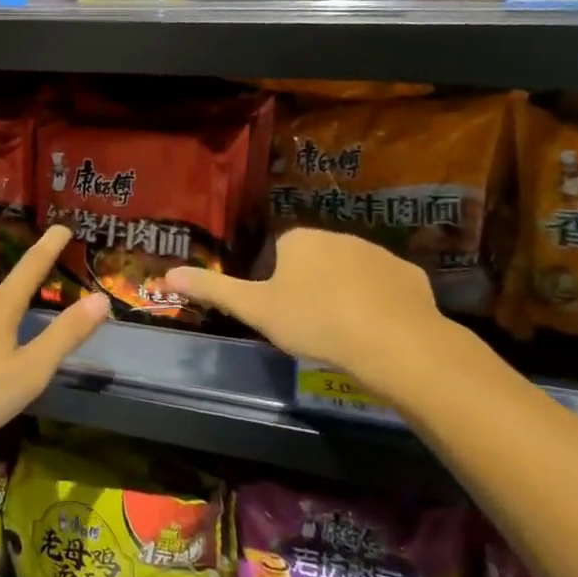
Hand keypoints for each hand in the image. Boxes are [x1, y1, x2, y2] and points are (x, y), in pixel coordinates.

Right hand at [159, 228, 459, 401]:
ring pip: (353, 273)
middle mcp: (339, 236)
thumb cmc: (314, 321)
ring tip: (344, 333)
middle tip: (310, 325)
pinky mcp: (410, 276)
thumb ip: (214, 290)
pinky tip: (377, 332)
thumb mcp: (256, 309)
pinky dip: (380, 304)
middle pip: (317, 260)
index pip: (280, 253)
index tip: (283, 312)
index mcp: (299, 240)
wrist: (391, 341)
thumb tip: (167, 273)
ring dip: (346, 294)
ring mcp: (378, 254)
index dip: (278, 282)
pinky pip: (386, 288)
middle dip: (313, 285)